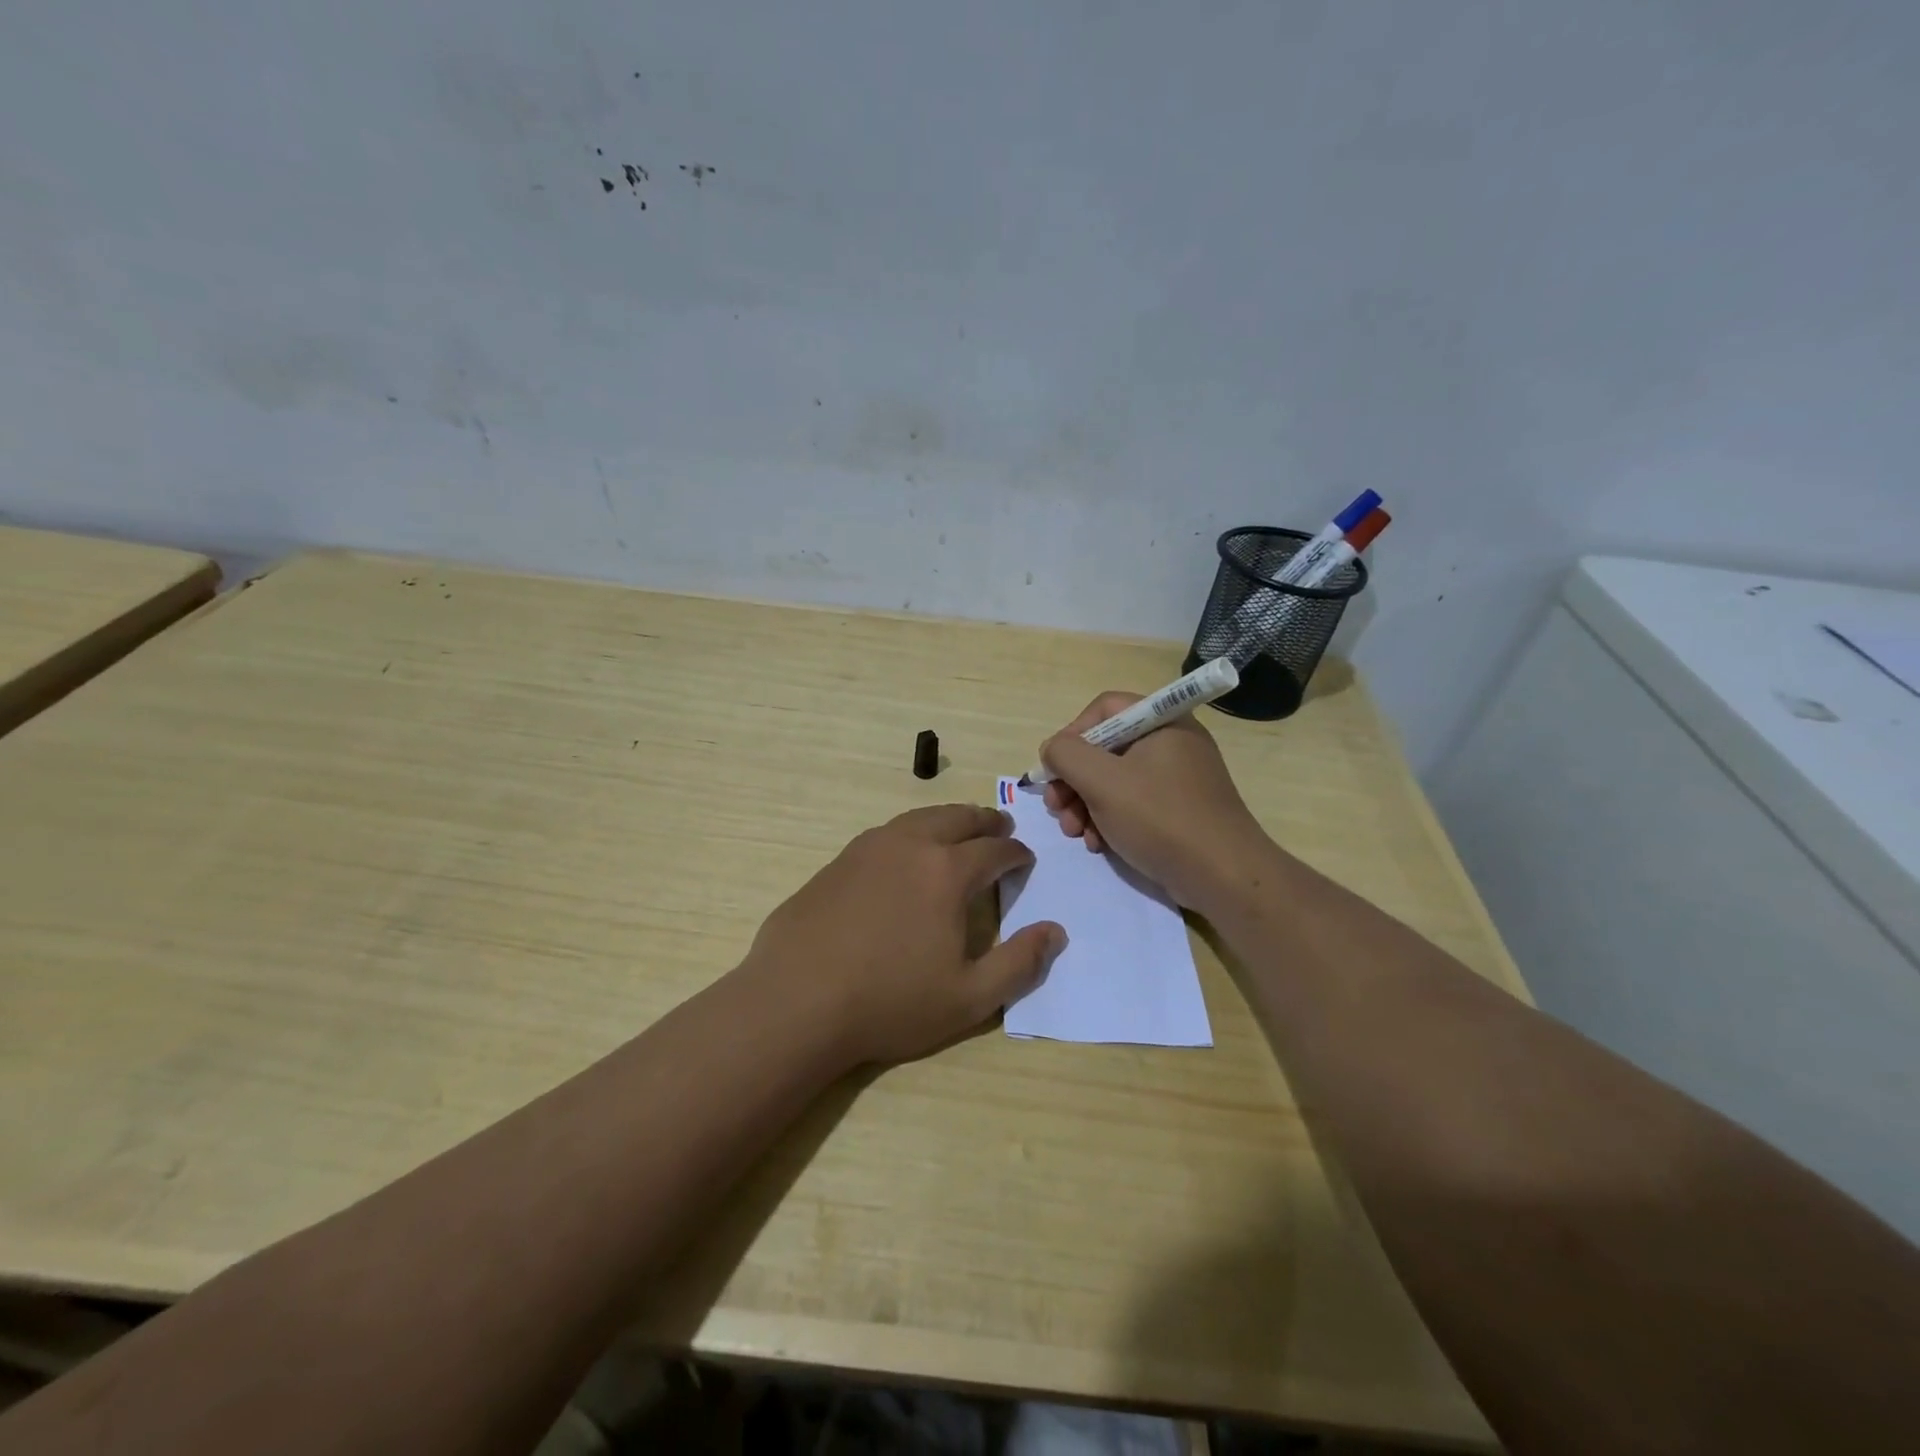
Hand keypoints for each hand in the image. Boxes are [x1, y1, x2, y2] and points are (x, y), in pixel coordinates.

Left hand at [745, 804, 1064, 1066]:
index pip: (995, 849)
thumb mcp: (969, 998)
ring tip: (958, 829)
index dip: (1016, 853)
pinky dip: (911, 832)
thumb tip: (1055, 932)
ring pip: (919, 818)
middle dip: (985, 821)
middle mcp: (910, 845)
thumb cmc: (890, 1002)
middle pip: (957, 818)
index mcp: (947, 871)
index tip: (1025, 860)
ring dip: (947, 819)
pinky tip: (906, 852)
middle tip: (1000, 825)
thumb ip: (1020, 963)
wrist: (796, 1000)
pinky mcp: (838, 861)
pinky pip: (887, 833)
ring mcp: (868, 848)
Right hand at [1039, 692, 1268, 911]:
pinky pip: (1132, 803)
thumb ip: (1066, 755)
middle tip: (1056, 808)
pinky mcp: (1178, 809)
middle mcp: (1171, 742)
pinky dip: (1109, 819)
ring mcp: (1176, 777)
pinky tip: (1098, 844)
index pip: (1103, 709)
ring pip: (1114, 779)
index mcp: (1161, 721)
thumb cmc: (1160, 818)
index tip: (1054, 769)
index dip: (1072, 734)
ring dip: (1085, 804)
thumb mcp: (1102, 781)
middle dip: (1073, 779)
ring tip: (1074, 833)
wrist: (1223, 876)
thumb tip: (1052, 750)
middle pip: (1105, 747)